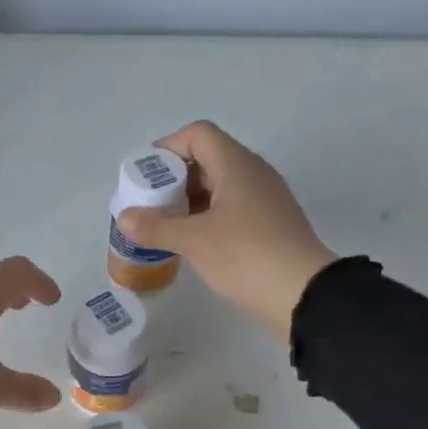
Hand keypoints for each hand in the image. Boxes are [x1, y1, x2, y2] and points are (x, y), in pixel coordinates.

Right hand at [118, 121, 336, 341]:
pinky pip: (232, 208)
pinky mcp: (270, 224)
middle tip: (150, 206)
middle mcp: (253, 173)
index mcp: (237, 165)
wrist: (303, 294)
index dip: (167, 149)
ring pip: (220, 186)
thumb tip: (124, 217)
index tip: (145, 177)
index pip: (198, 135)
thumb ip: (156, 227)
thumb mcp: (195, 242)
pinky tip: (193, 243)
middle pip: (208, 158)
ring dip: (190, 201)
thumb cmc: (246, 257)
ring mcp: (265, 199)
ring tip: (165, 227)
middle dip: (174, 178)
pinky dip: (208, 217)